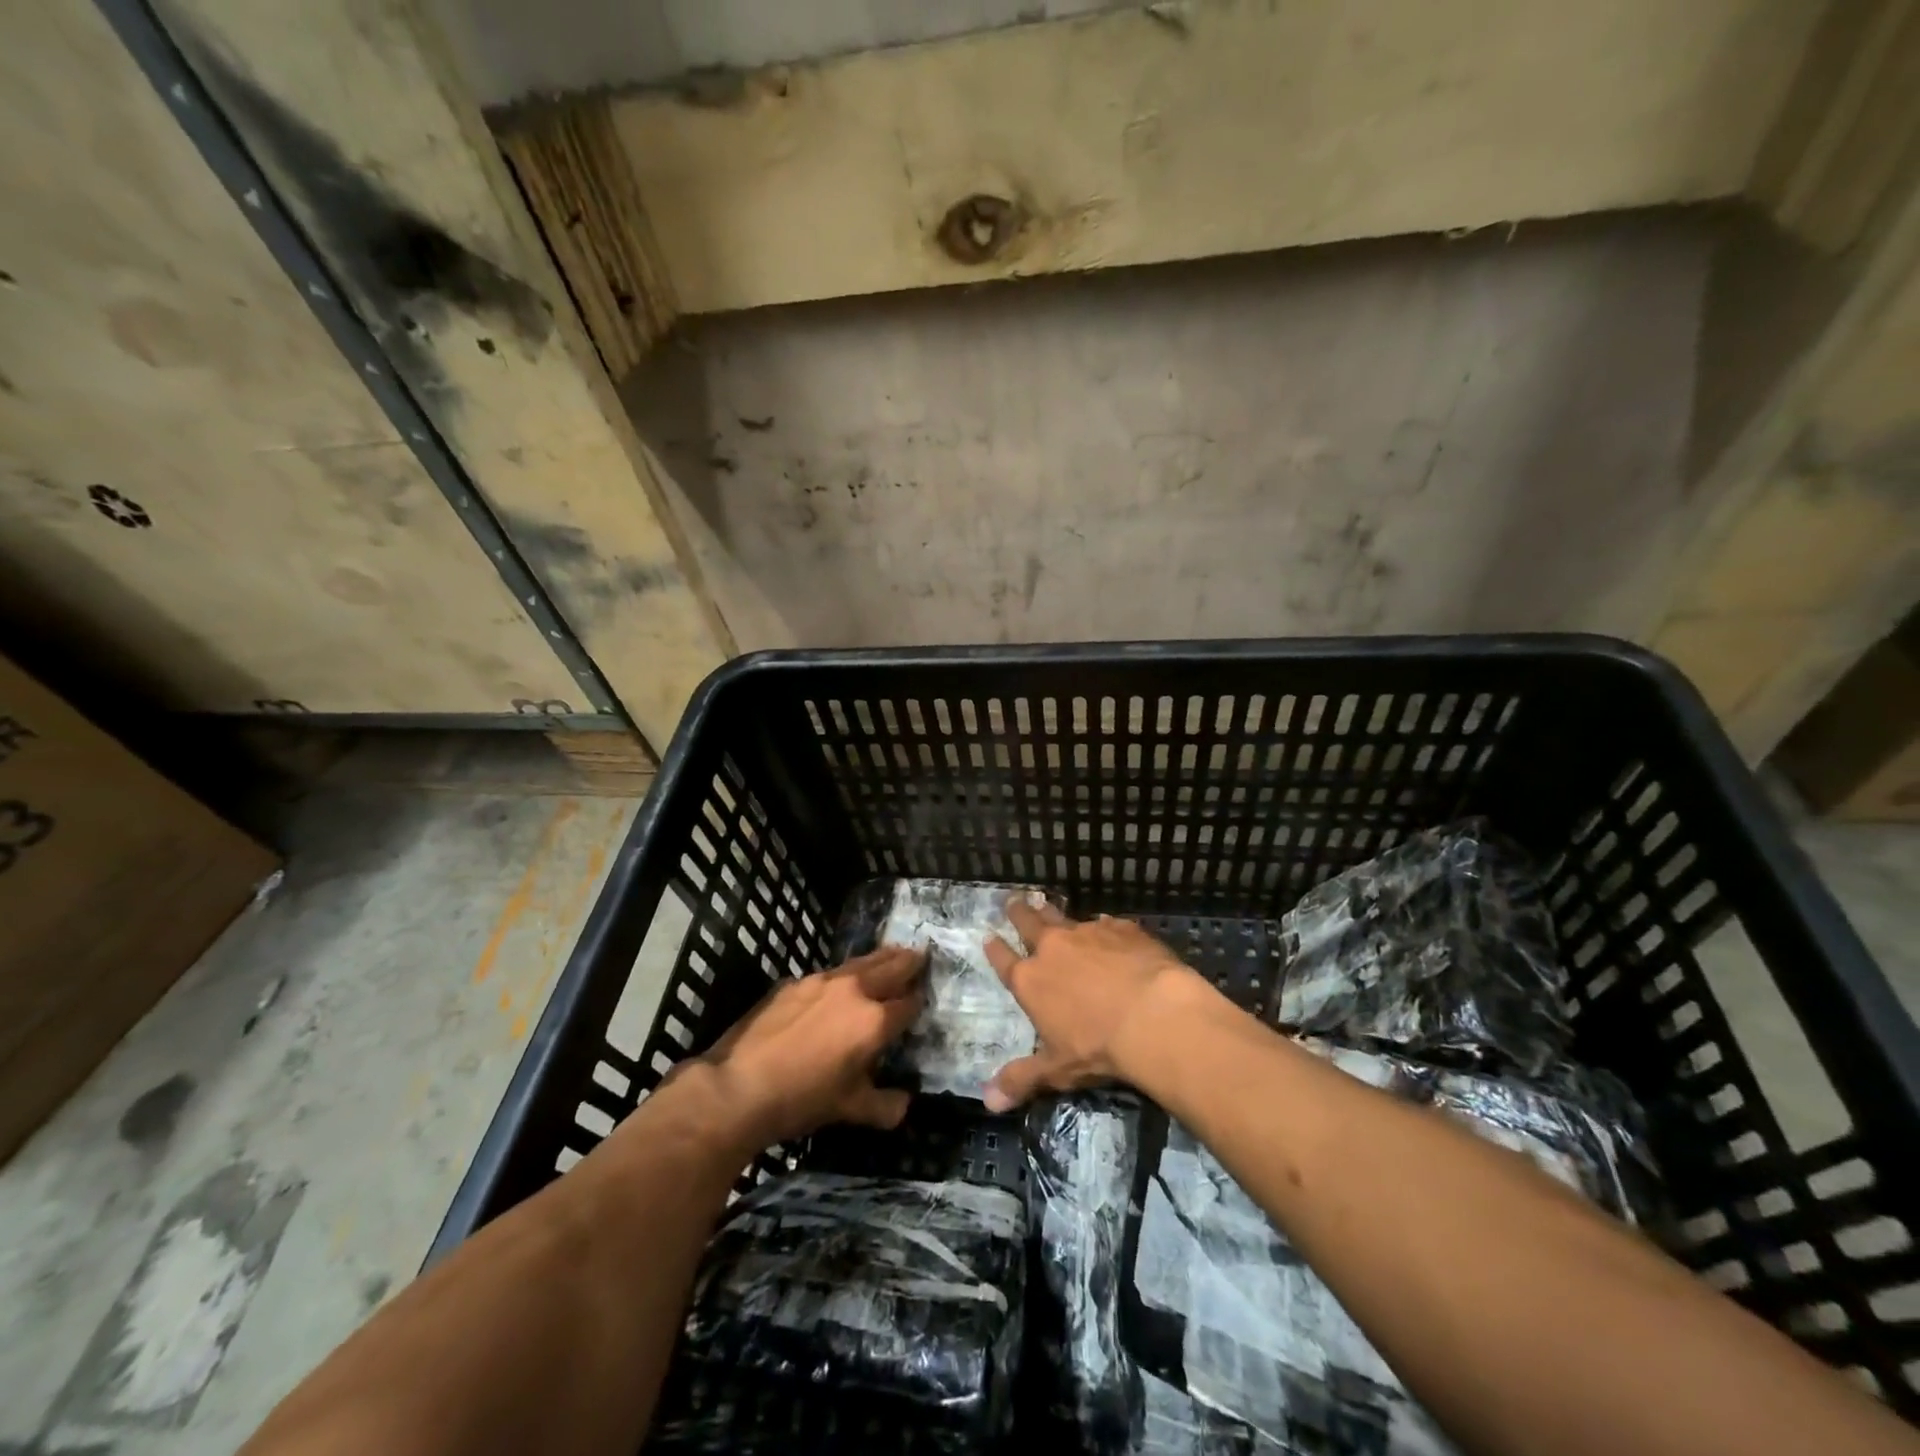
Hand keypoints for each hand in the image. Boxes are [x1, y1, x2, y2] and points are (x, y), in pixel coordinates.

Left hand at [696, 946, 924, 1148]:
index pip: (909, 1003)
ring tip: (891, 953)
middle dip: (908, 962)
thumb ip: (884, 1106)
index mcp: (874, 1021)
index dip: (919, 1001)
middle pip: (891, 967)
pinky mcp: (795, 982)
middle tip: (921, 955)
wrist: (738, 1086)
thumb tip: (904, 1104)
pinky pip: (830, 973)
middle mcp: (854, 991)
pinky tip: (841, 982)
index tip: (923, 998)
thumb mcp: (849, 1109)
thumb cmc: (801, 1100)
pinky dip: (846, 973)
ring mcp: (822, 981)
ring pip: (861, 962)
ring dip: (880, 958)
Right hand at [981, 898, 1202, 1110]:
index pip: (1004, 960)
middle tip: (1012, 901)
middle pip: (1028, 922)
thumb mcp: (1056, 1069)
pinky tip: (1107, 926)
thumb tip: (987, 1102)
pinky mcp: (1121, 928)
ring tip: (1045, 902)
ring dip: (1052, 911)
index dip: (994, 949)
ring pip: (1062, 915)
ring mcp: (1088, 933)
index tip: (988, 937)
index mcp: (1031, 980)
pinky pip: (1106, 922)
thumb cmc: (1097, 1047)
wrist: (1153, 1015)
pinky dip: (1102, 926)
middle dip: (1018, 912)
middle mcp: (1053, 948)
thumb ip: (1022, 1079)